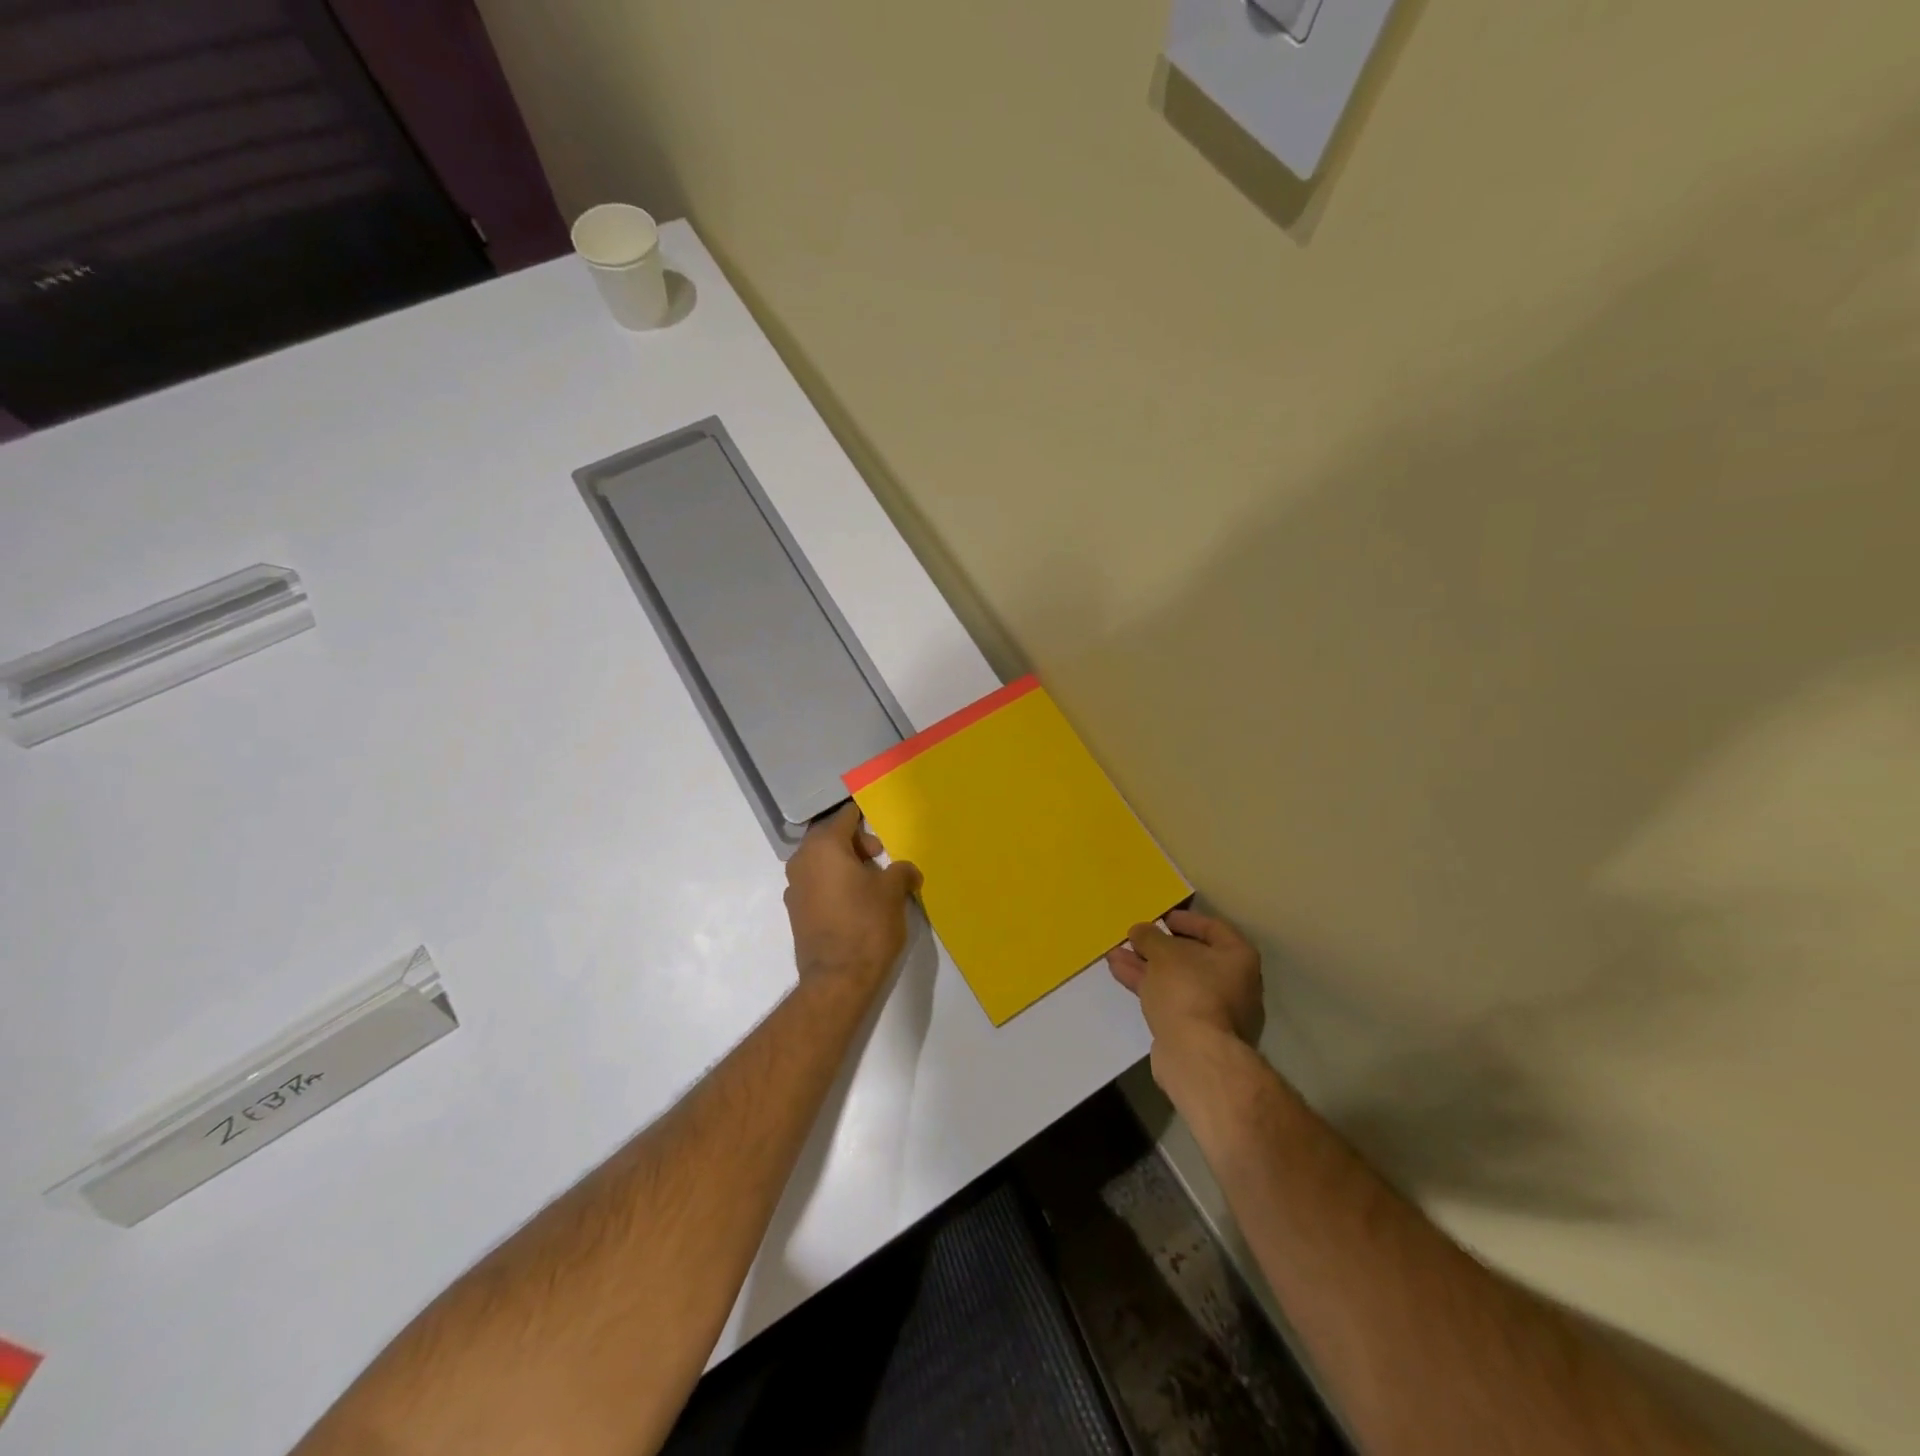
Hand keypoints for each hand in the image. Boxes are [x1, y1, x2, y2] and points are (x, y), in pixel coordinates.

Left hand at [784, 804, 921, 998]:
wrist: (837, 979)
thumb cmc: (867, 924)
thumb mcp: (893, 891)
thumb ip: (901, 871)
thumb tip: (907, 871)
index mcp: (823, 846)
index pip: (845, 817)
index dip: (865, 816)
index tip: (881, 819)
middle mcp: (802, 860)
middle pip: (831, 837)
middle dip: (857, 843)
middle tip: (881, 857)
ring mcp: (794, 887)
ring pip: (822, 861)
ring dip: (845, 864)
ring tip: (872, 882)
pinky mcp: (795, 911)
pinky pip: (817, 883)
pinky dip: (835, 883)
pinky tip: (856, 901)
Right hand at [1107, 909, 1264, 1055]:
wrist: (1196, 1055)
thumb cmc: (1189, 991)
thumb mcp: (1164, 953)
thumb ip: (1151, 937)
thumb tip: (1140, 930)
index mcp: (1238, 958)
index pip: (1213, 928)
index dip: (1186, 920)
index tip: (1161, 918)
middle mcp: (1235, 983)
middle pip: (1192, 957)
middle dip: (1158, 947)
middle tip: (1134, 938)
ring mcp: (1216, 1011)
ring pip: (1177, 980)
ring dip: (1146, 966)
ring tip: (1115, 954)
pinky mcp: (1196, 1032)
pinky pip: (1170, 1000)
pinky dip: (1148, 986)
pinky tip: (1121, 974)